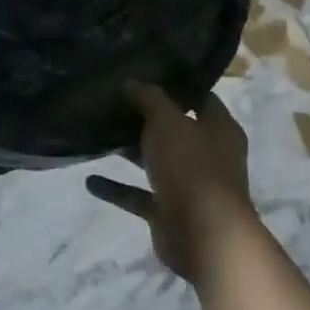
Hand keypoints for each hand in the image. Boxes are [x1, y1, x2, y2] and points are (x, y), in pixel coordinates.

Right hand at [86, 83, 253, 283]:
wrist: (204, 236)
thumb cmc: (192, 167)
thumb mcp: (167, 121)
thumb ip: (149, 98)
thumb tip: (130, 82)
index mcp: (219, 130)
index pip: (201, 98)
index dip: (176, 86)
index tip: (145, 72)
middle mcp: (208, 156)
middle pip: (175, 131)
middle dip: (146, 119)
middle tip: (112, 101)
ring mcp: (189, 185)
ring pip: (156, 161)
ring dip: (130, 152)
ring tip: (97, 134)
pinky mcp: (169, 211)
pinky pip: (138, 195)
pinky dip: (117, 188)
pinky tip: (90, 179)